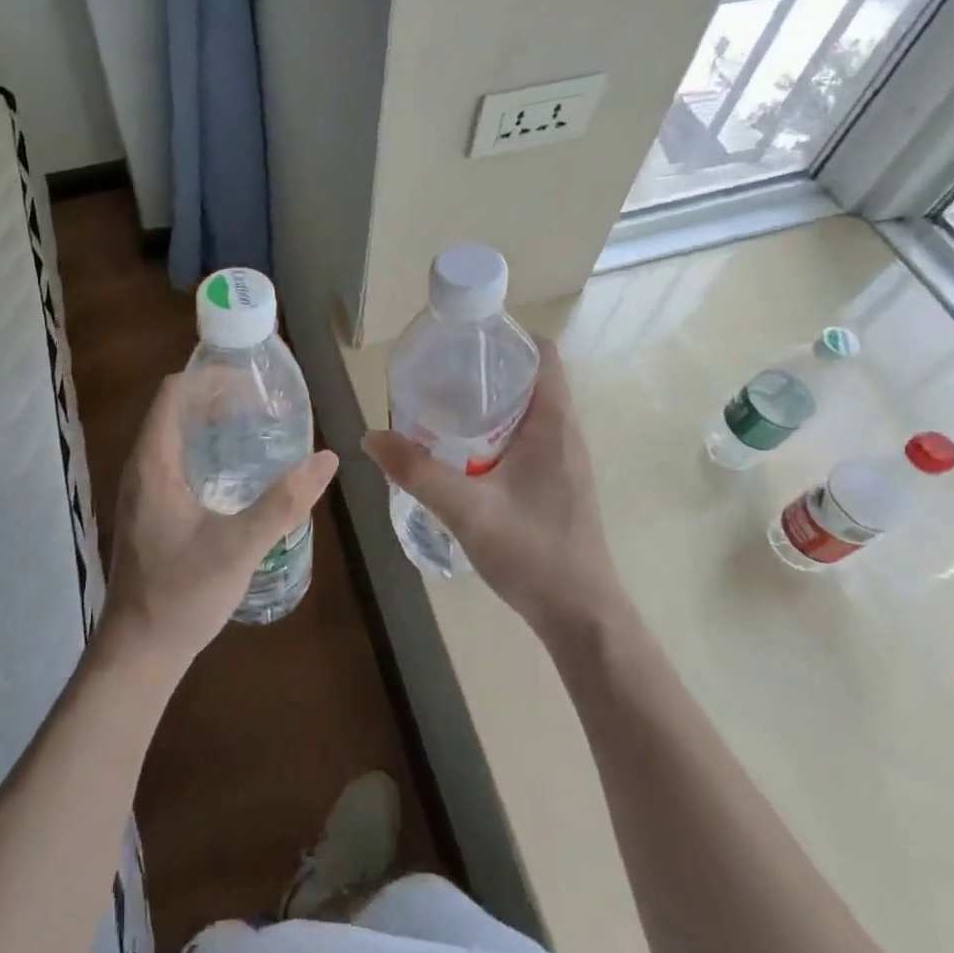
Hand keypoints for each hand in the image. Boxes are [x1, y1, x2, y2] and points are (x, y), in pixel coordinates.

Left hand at [101, 374, 337, 672]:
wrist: (138, 652)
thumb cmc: (181, 595)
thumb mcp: (238, 548)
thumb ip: (283, 503)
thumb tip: (327, 459)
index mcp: (153, 463)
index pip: (174, 392)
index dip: (210, 377)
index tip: (252, 382)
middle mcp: (142, 468)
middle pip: (176, 409)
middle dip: (217, 397)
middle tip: (263, 404)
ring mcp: (143, 490)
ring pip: (175, 435)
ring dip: (211, 423)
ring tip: (255, 427)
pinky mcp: (150, 510)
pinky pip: (176, 460)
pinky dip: (205, 449)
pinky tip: (236, 471)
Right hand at [363, 339, 622, 647]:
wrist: (582, 617)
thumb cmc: (533, 553)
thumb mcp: (467, 510)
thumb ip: (418, 472)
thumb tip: (371, 436)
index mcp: (554, 423)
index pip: (542, 353)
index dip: (507, 336)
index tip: (464, 339)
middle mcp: (565, 432)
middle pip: (531, 377)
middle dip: (487, 367)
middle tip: (439, 372)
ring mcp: (565, 459)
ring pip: (529, 409)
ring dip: (491, 401)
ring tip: (443, 406)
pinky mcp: (558, 482)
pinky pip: (529, 436)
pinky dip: (498, 430)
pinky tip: (463, 452)